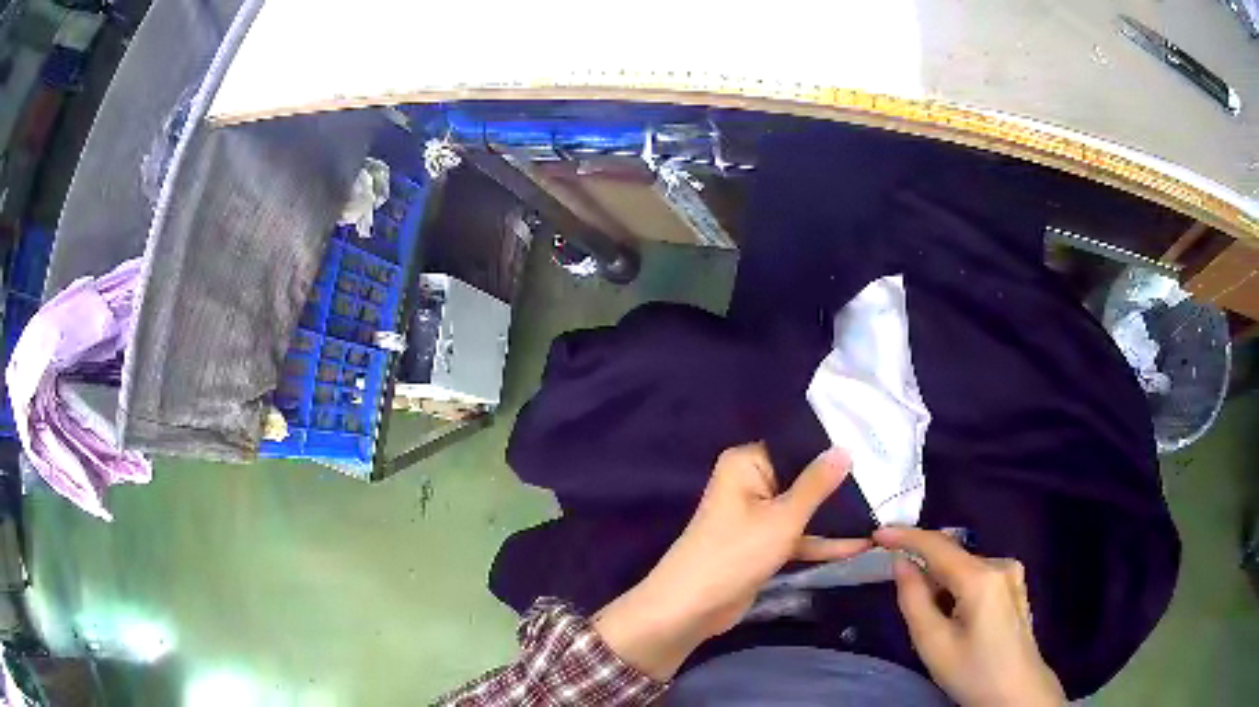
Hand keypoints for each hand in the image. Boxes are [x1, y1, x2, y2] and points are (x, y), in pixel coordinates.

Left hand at [594, 443, 867, 679]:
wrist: (693, 607)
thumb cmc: (736, 552)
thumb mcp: (783, 518)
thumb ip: (816, 484)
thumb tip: (844, 449)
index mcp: (746, 463)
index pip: (794, 444)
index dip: (830, 446)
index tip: (870, 443)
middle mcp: (751, 483)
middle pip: (801, 478)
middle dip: (838, 483)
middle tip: (885, 477)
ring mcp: (757, 517)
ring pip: (803, 510)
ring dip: (834, 516)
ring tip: (881, 509)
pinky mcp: (763, 545)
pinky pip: (798, 535)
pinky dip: (822, 542)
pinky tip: (860, 545)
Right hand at [875, 527, 1064, 706]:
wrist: (1016, 692)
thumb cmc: (972, 672)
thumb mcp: (933, 643)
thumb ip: (914, 599)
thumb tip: (902, 564)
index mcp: (981, 577)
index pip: (938, 546)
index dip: (905, 536)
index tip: (877, 533)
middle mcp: (1000, 564)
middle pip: (952, 557)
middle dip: (925, 570)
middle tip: (906, 602)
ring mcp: (1012, 573)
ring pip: (964, 568)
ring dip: (942, 583)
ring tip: (935, 623)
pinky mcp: (1015, 585)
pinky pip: (977, 575)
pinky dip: (958, 588)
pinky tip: (956, 618)